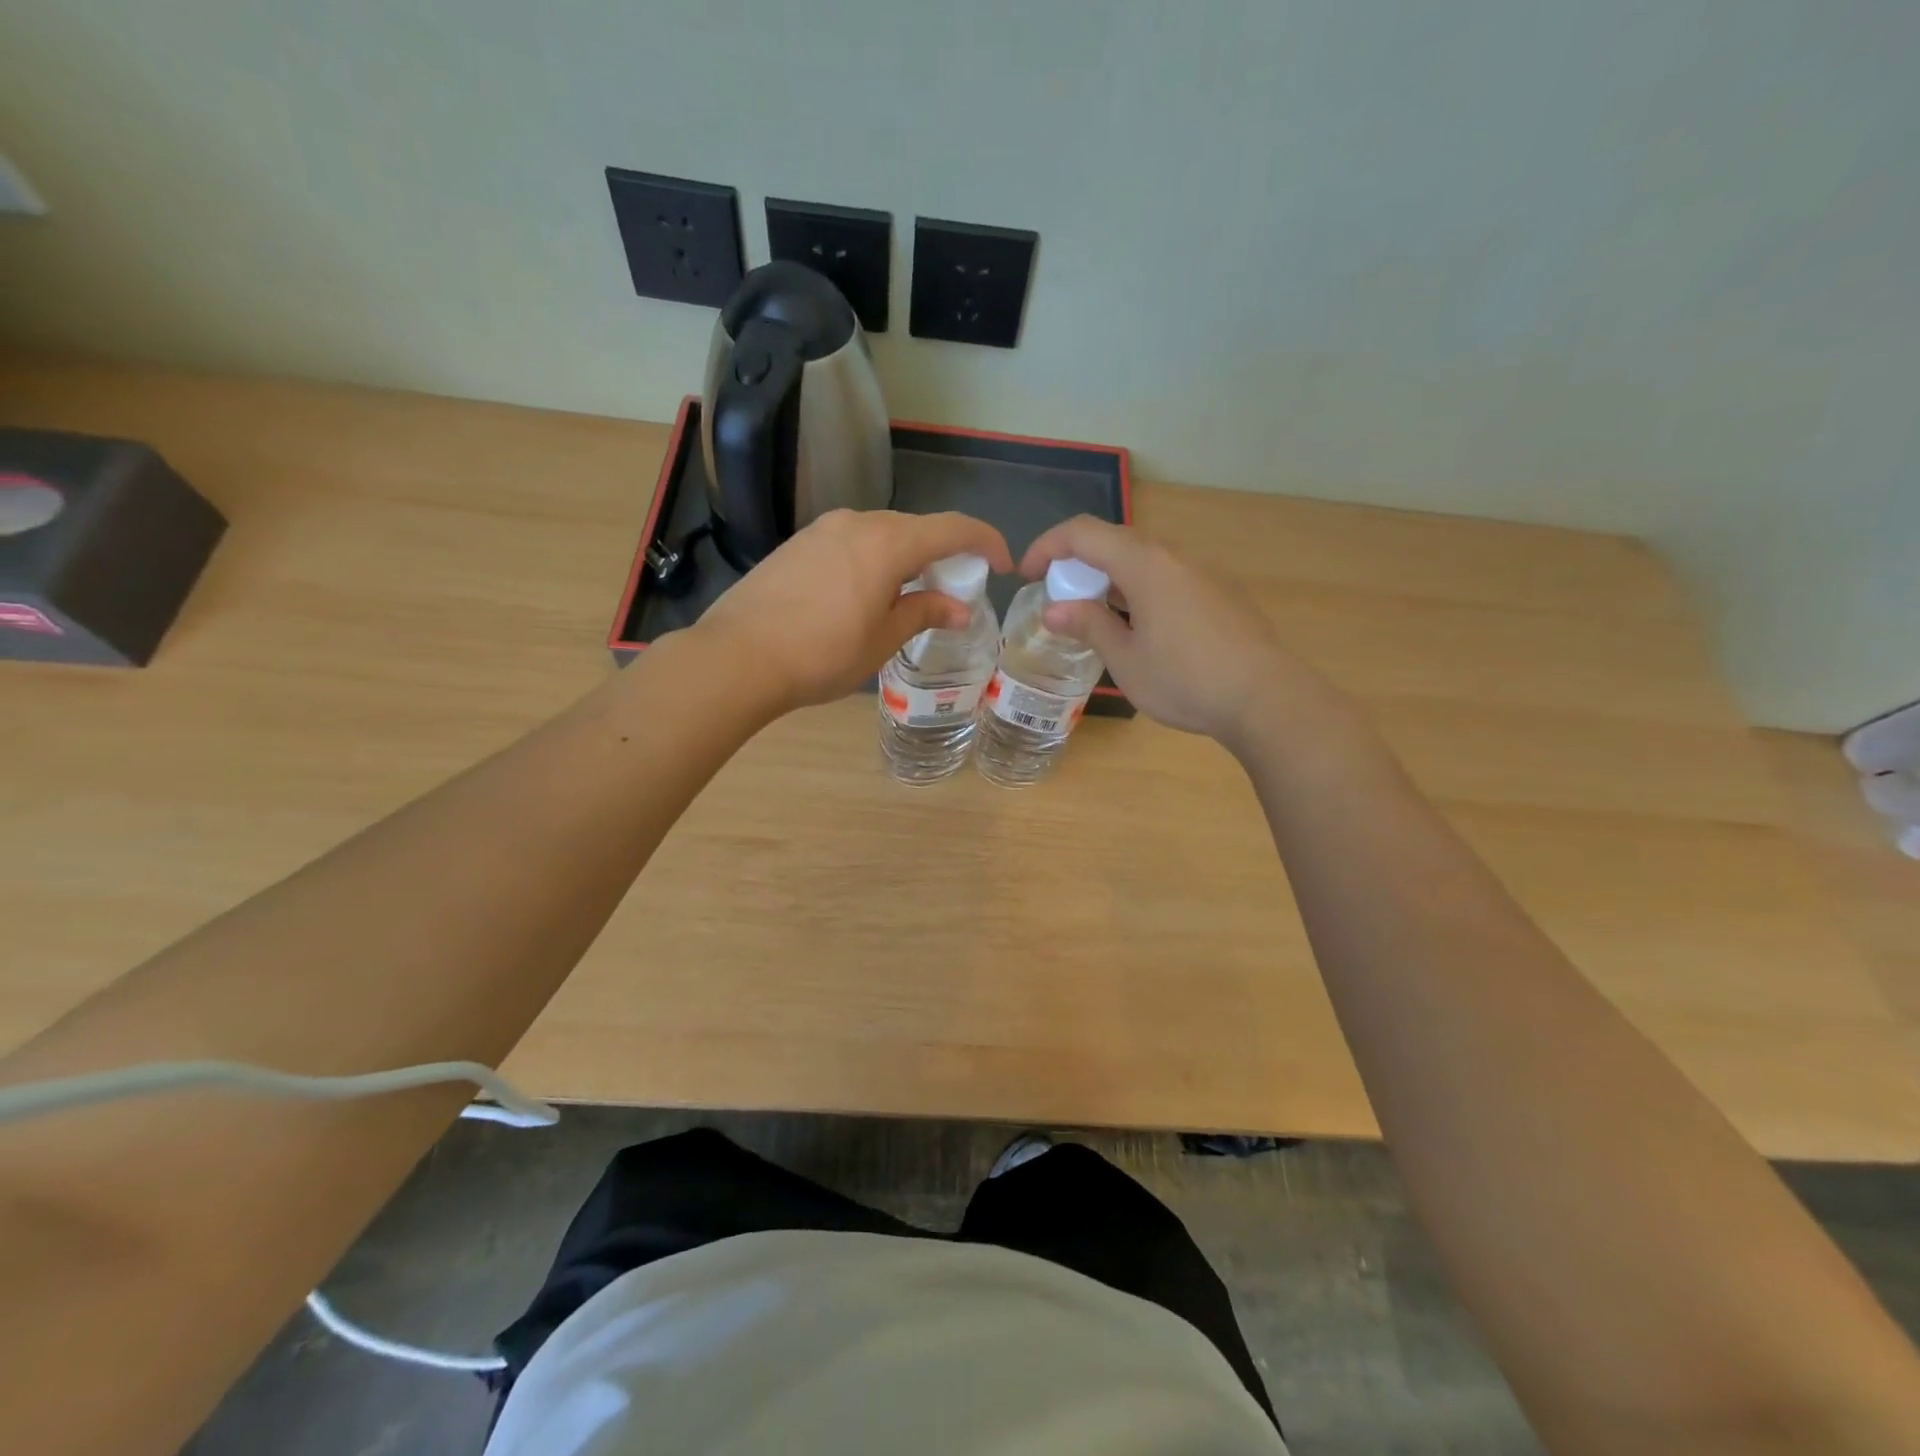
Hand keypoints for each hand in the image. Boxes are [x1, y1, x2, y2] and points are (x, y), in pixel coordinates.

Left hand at [699, 509, 1012, 711]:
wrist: (737, 657)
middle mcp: (857, 522)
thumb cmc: (822, 654)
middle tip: (954, 590)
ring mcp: (821, 530)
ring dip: (906, 558)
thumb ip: (924, 613)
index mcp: (888, 542)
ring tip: (909, 596)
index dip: (985, 542)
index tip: (1002, 565)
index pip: (952, 528)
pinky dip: (873, 560)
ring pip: (881, 535)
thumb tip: (960, 608)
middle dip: (943, 554)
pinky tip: (865, 594)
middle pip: (915, 528)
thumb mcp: (883, 639)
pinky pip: (851, 543)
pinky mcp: (797, 544)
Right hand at [1022, 515, 1324, 745]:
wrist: (1264, 697)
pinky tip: (1141, 627)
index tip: (1027, 574)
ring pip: (1144, 559)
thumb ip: (1089, 625)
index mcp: (1145, 564)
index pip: (1084, 533)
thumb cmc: (1185, 679)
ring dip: (1110, 578)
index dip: (1048, 546)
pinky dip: (1139, 589)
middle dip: (1077, 564)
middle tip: (1060, 600)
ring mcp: (1203, 572)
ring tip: (1097, 616)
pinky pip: (1168, 576)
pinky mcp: (1220, 592)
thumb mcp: (1126, 660)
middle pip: (1114, 541)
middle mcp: (1175, 556)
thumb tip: (1054, 610)